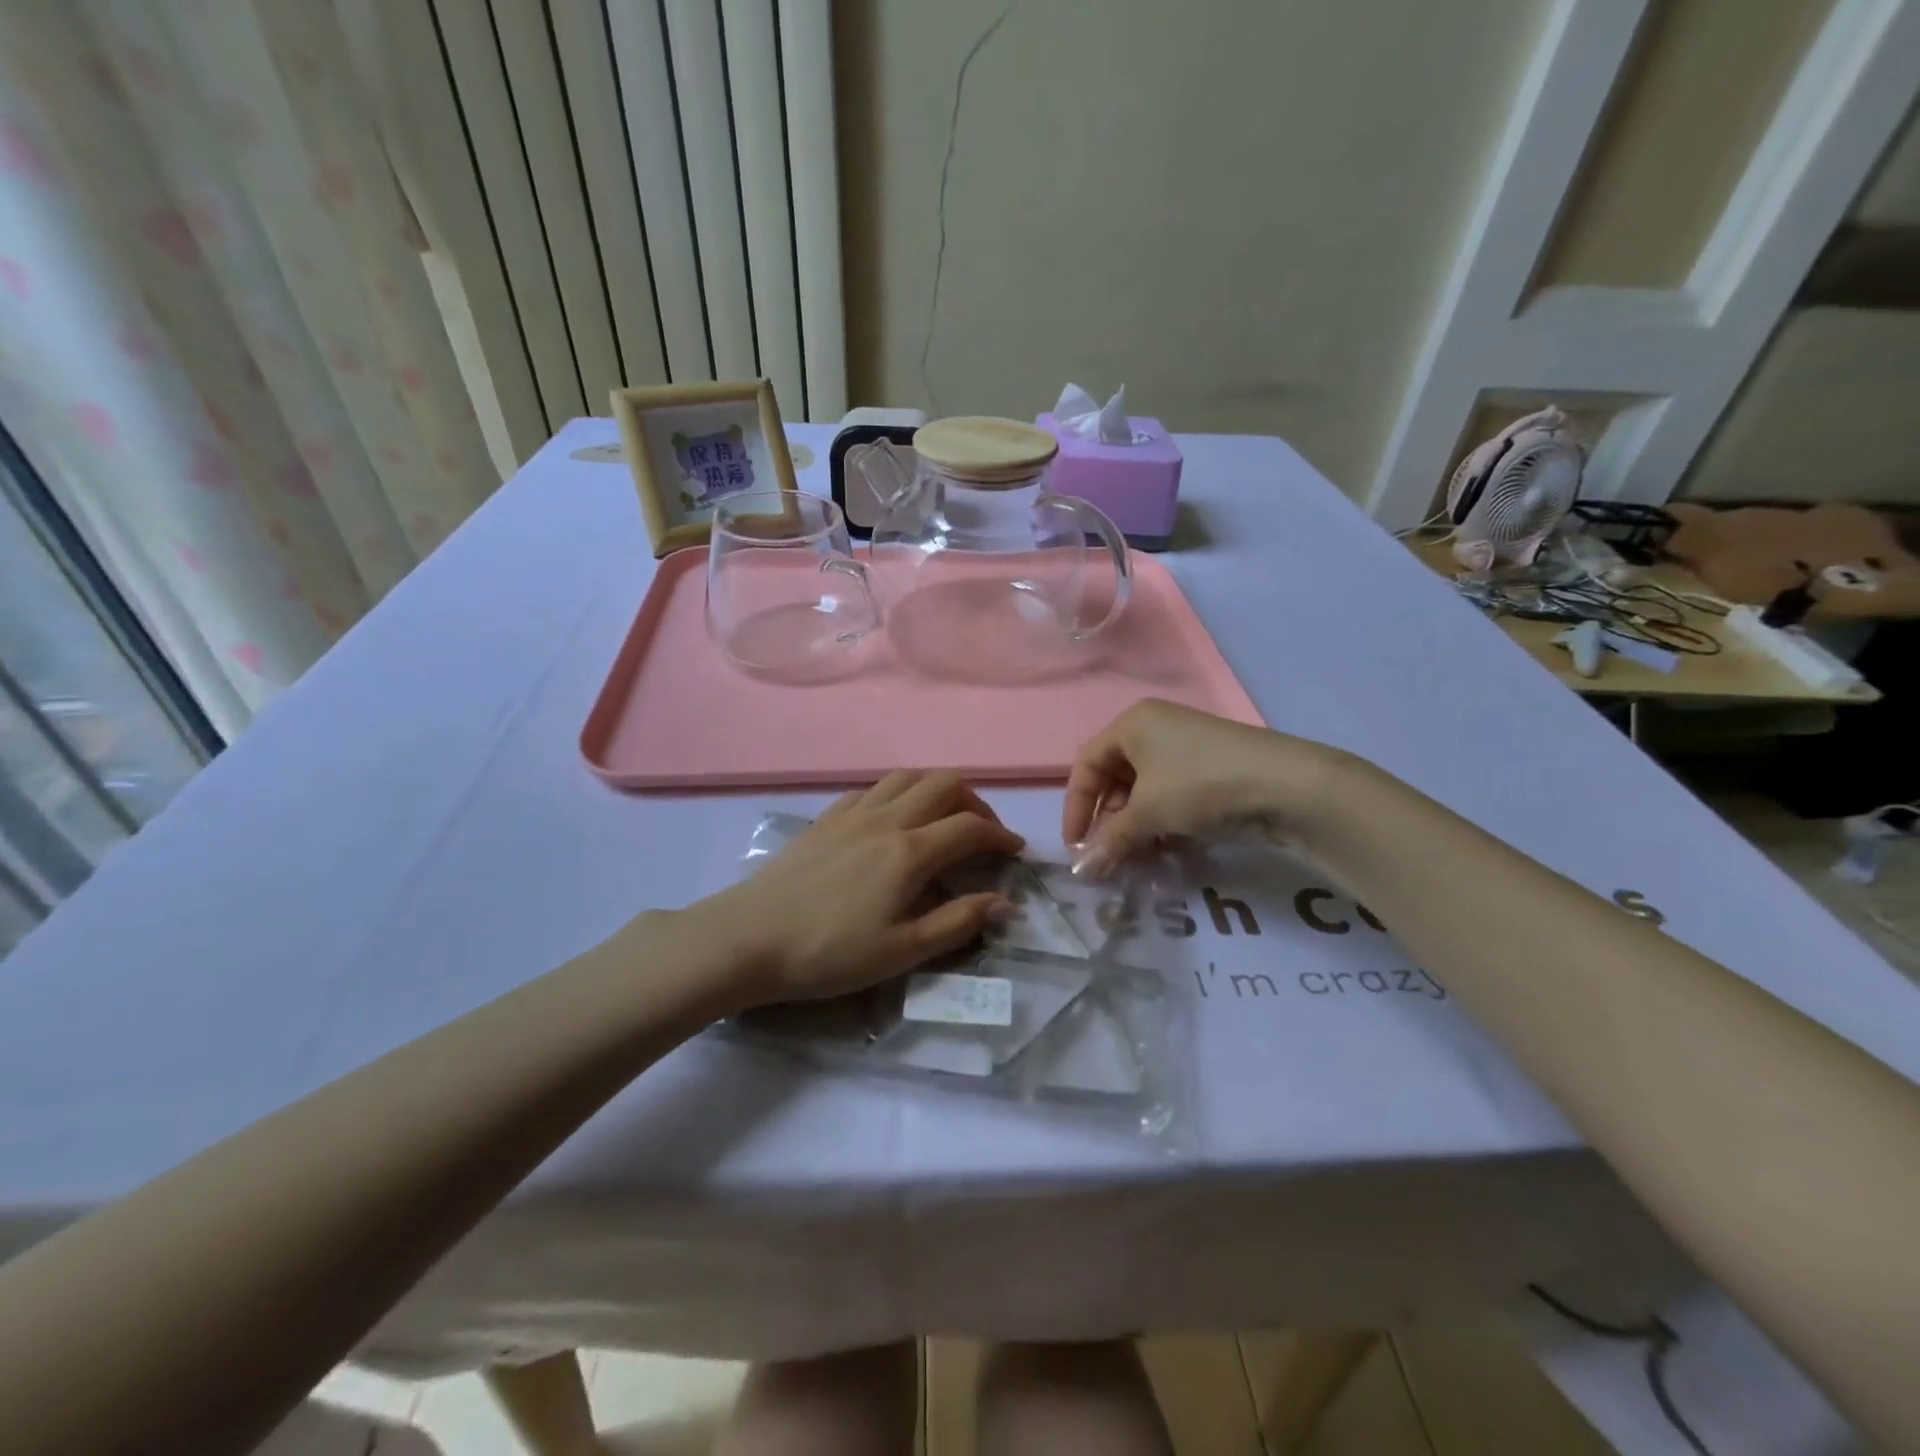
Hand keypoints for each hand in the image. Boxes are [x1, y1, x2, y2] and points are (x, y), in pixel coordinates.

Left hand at [693, 770, 1024, 1008]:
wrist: (749, 938)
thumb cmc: (829, 953)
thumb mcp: (901, 952)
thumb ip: (956, 923)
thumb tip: (1004, 902)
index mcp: (909, 852)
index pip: (970, 827)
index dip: (1000, 834)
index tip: (1014, 851)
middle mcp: (886, 819)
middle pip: (943, 783)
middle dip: (974, 802)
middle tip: (981, 833)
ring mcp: (852, 813)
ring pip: (907, 777)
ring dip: (936, 790)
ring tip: (942, 819)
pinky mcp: (826, 817)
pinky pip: (872, 789)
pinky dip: (897, 794)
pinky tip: (892, 820)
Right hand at [1064, 700, 1346, 873]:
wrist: (1287, 785)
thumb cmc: (1200, 785)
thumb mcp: (1149, 813)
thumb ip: (1111, 840)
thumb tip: (1082, 870)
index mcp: (1132, 724)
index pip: (1086, 765)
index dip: (1075, 807)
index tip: (1075, 846)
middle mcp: (1155, 729)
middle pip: (1115, 779)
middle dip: (1109, 822)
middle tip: (1110, 857)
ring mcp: (1186, 748)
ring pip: (1145, 792)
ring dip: (1137, 828)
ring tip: (1140, 860)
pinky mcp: (1210, 769)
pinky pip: (1172, 796)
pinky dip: (1164, 824)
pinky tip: (1170, 851)